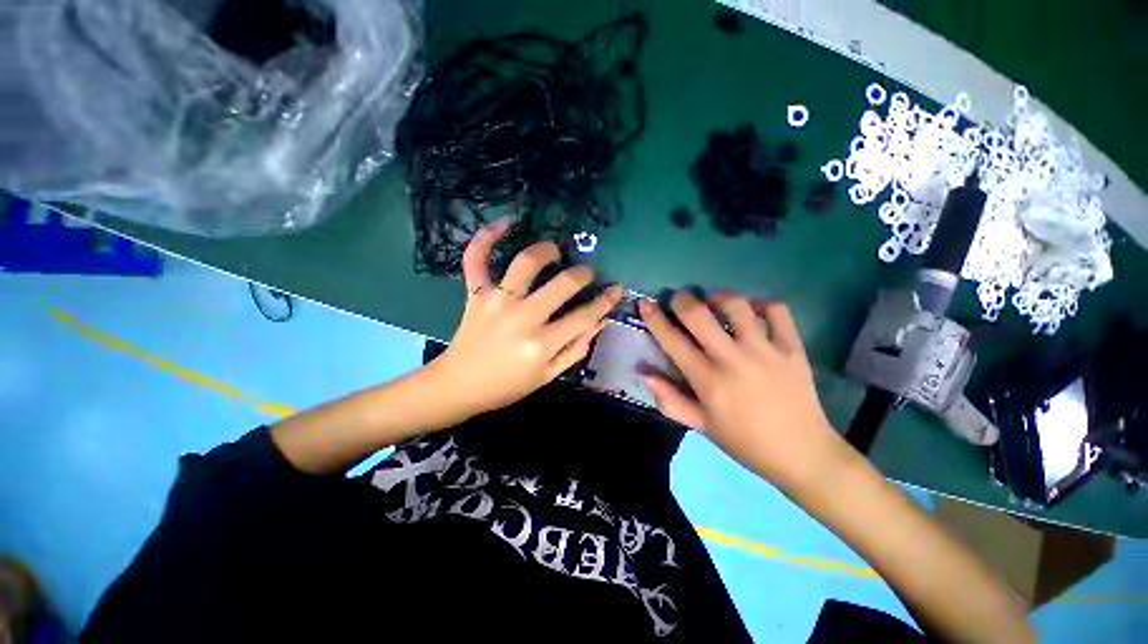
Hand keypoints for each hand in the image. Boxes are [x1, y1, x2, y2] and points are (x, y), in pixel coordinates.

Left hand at [430, 218, 622, 417]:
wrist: (459, 385)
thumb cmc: (507, 385)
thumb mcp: (548, 376)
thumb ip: (576, 349)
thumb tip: (599, 321)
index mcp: (541, 343)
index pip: (584, 315)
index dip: (605, 301)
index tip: (616, 289)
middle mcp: (522, 317)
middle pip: (562, 284)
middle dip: (582, 274)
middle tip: (585, 273)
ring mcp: (496, 301)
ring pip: (525, 262)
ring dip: (546, 250)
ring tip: (555, 251)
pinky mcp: (475, 293)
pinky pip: (477, 258)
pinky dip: (487, 237)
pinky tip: (505, 222)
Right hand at [638, 292, 846, 491]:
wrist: (803, 453)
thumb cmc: (744, 442)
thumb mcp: (701, 425)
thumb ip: (669, 399)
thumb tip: (645, 373)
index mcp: (708, 380)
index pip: (673, 341)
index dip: (654, 319)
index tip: (646, 303)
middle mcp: (733, 359)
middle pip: (700, 315)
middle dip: (683, 300)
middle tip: (679, 299)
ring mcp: (766, 350)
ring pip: (737, 306)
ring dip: (719, 298)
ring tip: (714, 302)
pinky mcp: (792, 348)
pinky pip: (777, 311)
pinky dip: (761, 304)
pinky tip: (753, 312)